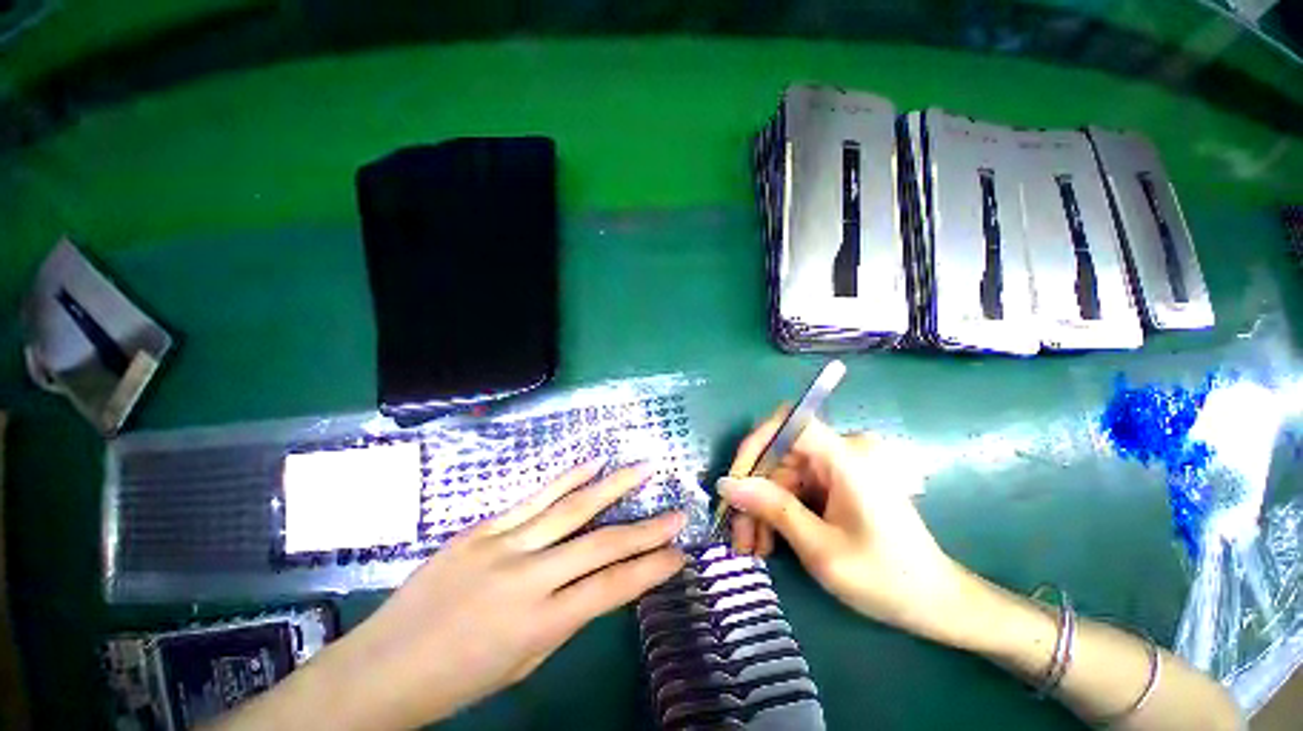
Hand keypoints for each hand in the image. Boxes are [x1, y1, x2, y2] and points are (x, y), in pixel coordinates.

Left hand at [224, 461, 685, 730]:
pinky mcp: (483, 528)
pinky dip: (567, 478)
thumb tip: (601, 579)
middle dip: (645, 529)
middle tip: (676, 512)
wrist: (382, 669)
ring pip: (571, 508)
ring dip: (613, 485)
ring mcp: (503, 545)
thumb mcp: (524, 660)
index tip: (678, 555)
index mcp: (539, 624)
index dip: (650, 570)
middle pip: (600, 544)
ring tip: (642, 467)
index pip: (612, 589)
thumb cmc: (459, 679)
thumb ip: (566, 616)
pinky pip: (534, 497)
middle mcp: (527, 577)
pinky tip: (592, 463)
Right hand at [719, 409, 968, 644]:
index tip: (735, 481)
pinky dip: (778, 510)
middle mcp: (842, 451)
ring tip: (751, 546)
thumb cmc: (885, 578)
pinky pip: (795, 486)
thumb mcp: (821, 549)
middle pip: (779, 455)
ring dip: (761, 507)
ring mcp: (839, 466)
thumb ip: (772, 509)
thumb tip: (726, 484)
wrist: (935, 602)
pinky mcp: (837, 481)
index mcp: (846, 458)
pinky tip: (769, 540)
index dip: (755, 444)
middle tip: (736, 533)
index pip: (789, 423)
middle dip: (753, 492)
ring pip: (781, 474)